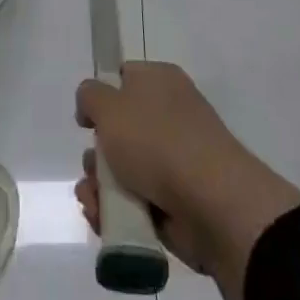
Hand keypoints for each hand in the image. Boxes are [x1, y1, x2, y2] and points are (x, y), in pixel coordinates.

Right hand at [76, 62, 299, 299]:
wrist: (213, 205)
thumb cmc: (157, 141)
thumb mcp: (109, 104)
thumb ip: (90, 96)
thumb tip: (92, 106)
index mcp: (160, 81)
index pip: (124, 78)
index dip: (101, 97)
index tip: (86, 120)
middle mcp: (170, 116)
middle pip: (119, 131)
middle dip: (97, 155)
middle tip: (93, 169)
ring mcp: (176, 160)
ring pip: (124, 170)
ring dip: (101, 188)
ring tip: (95, 204)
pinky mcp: (178, 201)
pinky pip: (137, 202)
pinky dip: (118, 212)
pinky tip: (104, 220)